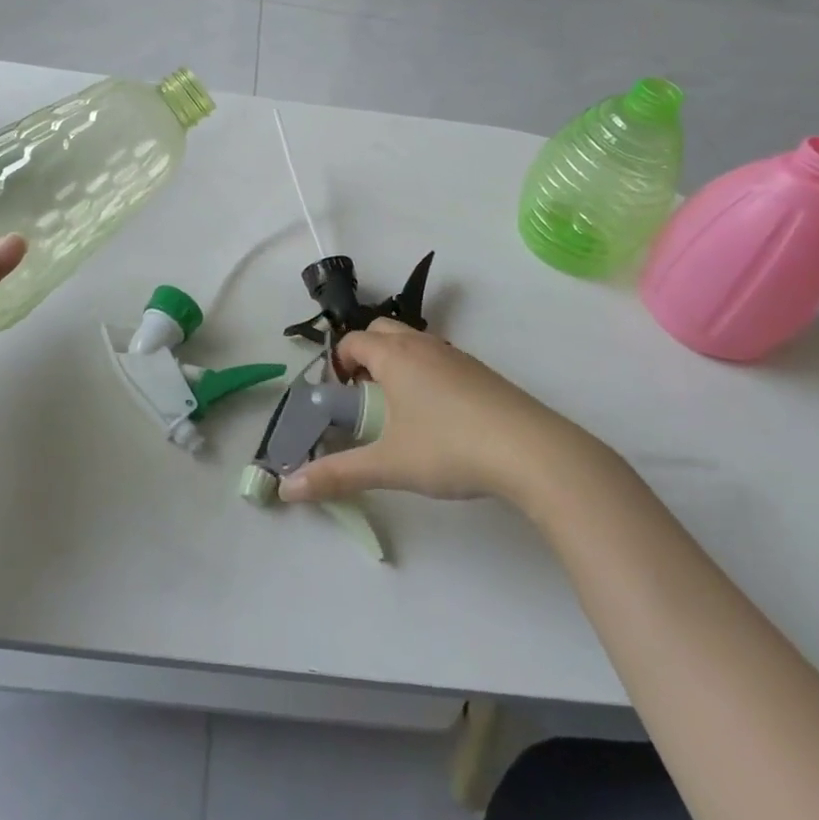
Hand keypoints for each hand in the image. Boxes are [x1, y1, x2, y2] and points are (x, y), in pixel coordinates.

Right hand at [278, 320, 571, 504]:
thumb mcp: (389, 465)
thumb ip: (337, 475)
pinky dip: (426, 372)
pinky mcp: (482, 372)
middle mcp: (422, 345)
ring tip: (399, 407)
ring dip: (397, 362)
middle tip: (364, 395)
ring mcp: (456, 356)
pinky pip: (440, 358)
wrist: (531, 451)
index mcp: (394, 356)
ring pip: (414, 342)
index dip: (338, 362)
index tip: (339, 395)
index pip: (354, 341)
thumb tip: (287, 488)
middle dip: (365, 354)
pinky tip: (438, 415)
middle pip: (382, 331)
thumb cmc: (449, 448)